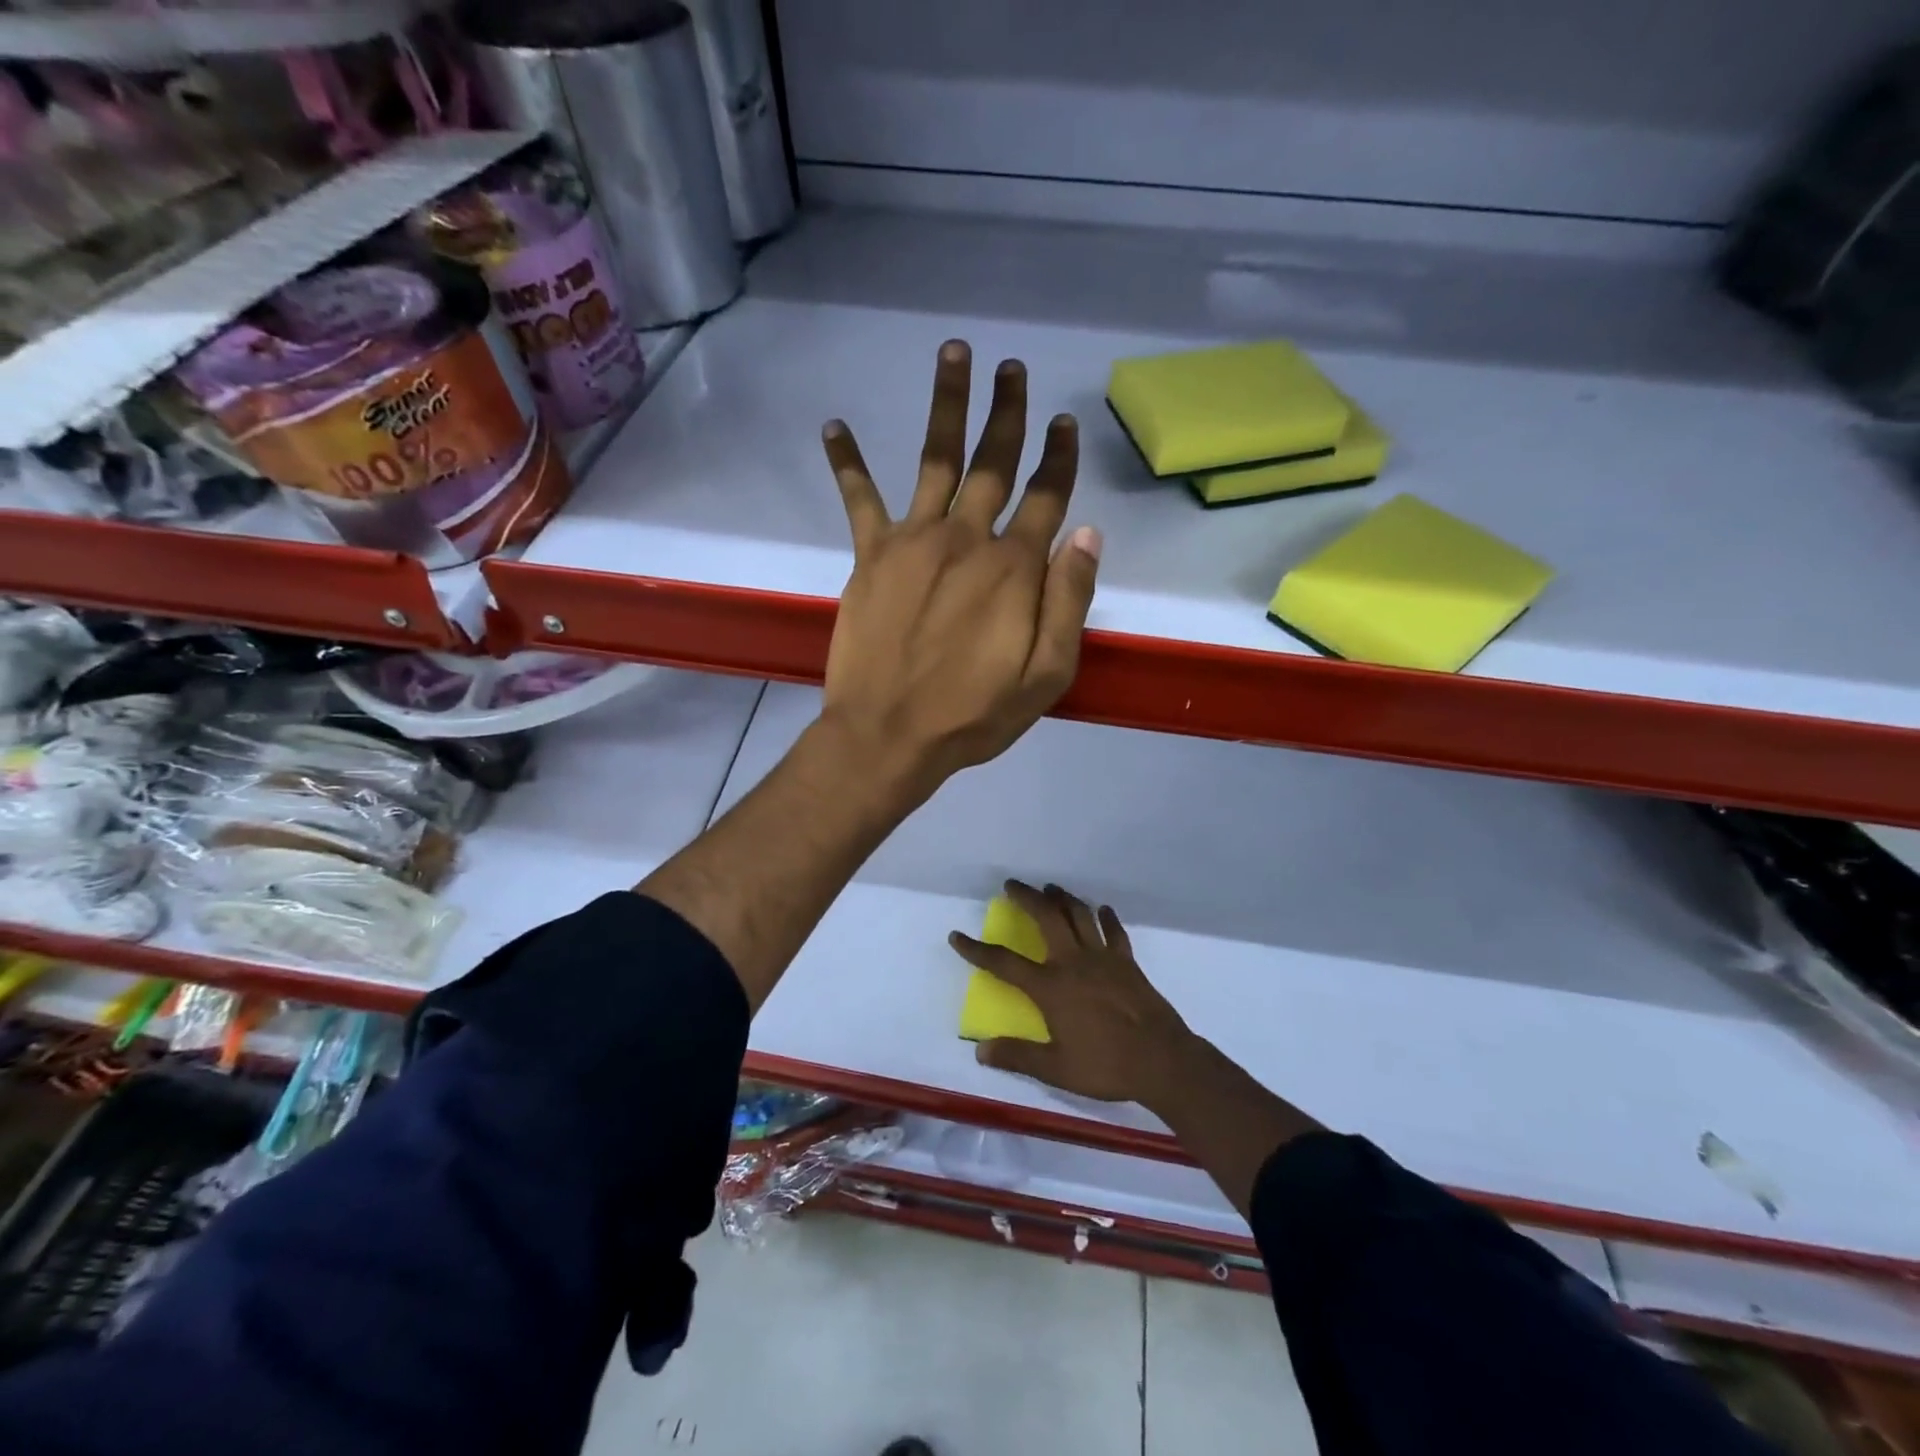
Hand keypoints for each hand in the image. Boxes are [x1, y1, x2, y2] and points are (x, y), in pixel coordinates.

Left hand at [819, 341, 1101, 798]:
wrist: (888, 735)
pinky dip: (847, 463)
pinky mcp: (871, 556)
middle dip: (1008, 413)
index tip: (1066, 423)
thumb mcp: (1047, 675)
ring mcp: (915, 542)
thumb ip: (1070, 601)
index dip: (1060, 459)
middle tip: (1013, 367)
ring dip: (948, 404)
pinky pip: (859, 499)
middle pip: (995, 462)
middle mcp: (967, 539)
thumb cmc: (972, 715)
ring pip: (937, 459)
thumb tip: (1088, 533)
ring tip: (954, 353)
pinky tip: (834, 425)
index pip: (1047, 498)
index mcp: (1015, 569)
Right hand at [949, 881, 1198, 1106]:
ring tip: (1050, 888)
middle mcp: (1073, 962)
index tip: (957, 936)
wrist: (1162, 1060)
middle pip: (1046, 917)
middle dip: (1026, 897)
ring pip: (1079, 915)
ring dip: (1062, 898)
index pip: (1004, 963)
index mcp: (1051, 987)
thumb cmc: (1106, 1065)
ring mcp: (1103, 958)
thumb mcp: (1056, 1068)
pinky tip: (1101, 910)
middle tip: (1012, 885)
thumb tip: (980, 1051)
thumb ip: (1018, 1056)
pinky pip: (1114, 931)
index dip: (977, 949)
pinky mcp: (1127, 961)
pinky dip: (1106, 917)